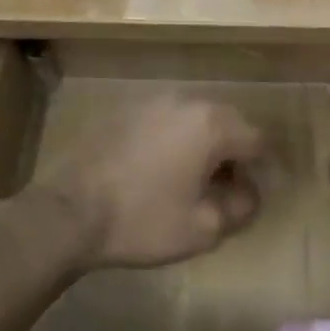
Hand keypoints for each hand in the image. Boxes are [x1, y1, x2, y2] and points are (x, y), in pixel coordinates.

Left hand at [54, 94, 266, 268]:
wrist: (68, 213)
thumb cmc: (143, 221)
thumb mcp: (204, 228)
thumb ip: (240, 208)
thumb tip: (248, 194)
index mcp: (211, 124)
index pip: (256, 140)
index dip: (261, 170)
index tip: (251, 196)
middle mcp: (184, 101)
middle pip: (226, 123)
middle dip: (232, 154)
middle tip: (225, 190)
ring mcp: (149, 102)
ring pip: (193, 120)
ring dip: (201, 146)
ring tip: (191, 181)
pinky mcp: (121, 112)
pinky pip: (163, 122)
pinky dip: (172, 141)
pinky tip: (158, 171)